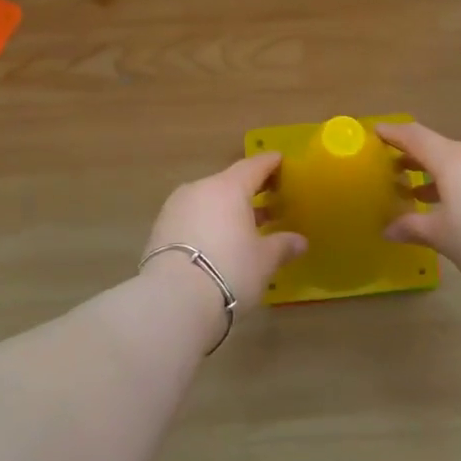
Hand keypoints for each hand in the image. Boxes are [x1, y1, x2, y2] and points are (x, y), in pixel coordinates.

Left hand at [141, 153, 307, 312]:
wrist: (173, 300)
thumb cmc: (229, 270)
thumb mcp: (264, 260)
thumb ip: (283, 245)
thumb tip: (300, 241)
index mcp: (228, 188)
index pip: (253, 166)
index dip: (269, 163)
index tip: (280, 161)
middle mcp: (200, 189)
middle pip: (229, 183)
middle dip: (250, 190)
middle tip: (270, 199)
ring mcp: (175, 208)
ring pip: (208, 201)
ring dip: (228, 209)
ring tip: (247, 226)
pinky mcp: (160, 230)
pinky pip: (192, 218)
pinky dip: (209, 223)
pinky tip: (220, 241)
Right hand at [378, 123, 460, 293]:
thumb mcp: (442, 236)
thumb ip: (413, 227)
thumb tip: (388, 229)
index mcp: (452, 159)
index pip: (415, 137)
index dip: (394, 134)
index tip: (377, 131)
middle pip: (440, 149)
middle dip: (416, 161)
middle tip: (396, 172)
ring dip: (442, 175)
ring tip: (425, 196)